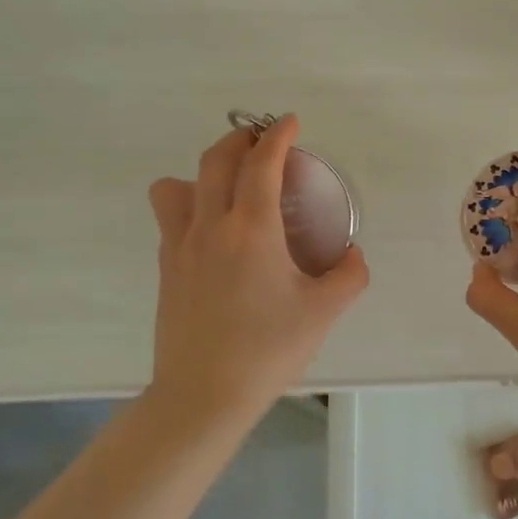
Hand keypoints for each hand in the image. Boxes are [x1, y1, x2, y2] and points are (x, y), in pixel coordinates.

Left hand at [148, 115, 368, 413]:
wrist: (203, 396)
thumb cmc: (268, 350)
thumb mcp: (324, 313)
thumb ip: (348, 275)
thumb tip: (351, 253)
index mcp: (251, 229)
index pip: (262, 163)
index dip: (278, 135)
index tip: (291, 122)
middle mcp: (210, 226)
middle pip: (216, 160)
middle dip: (240, 139)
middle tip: (264, 142)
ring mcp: (180, 247)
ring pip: (177, 185)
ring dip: (204, 171)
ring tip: (228, 185)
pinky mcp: (166, 269)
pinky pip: (169, 217)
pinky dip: (189, 204)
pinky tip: (213, 230)